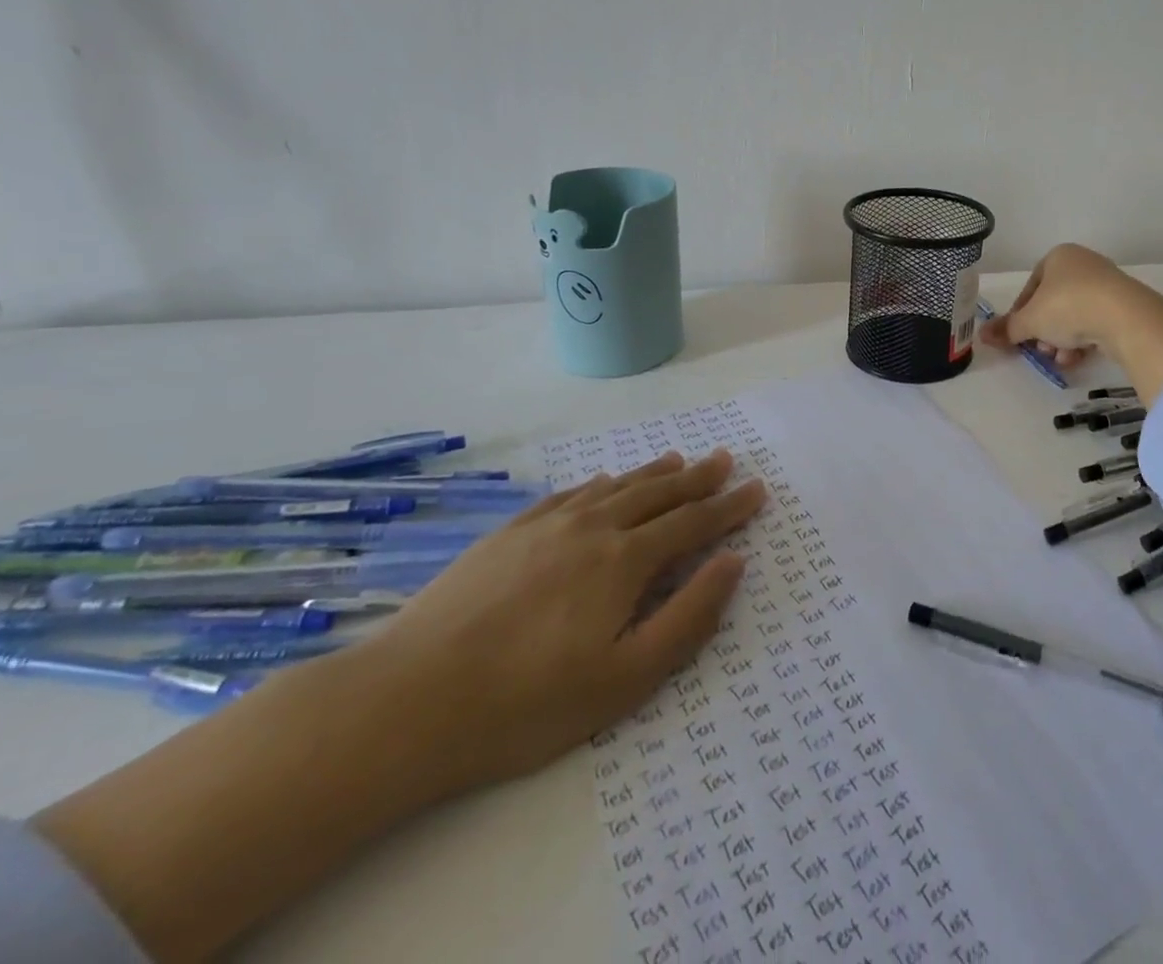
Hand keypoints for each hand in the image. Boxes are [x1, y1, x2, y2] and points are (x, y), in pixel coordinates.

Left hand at [375, 449, 765, 794]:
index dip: (729, 507)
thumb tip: (733, 563)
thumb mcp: (624, 679)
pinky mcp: (508, 533)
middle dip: (698, 478)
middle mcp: (593, 528)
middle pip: (658, 494)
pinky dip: (599, 483)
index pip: (692, 523)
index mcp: (625, 561)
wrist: (406, 701)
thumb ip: (687, 617)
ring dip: (653, 473)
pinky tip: (604, 482)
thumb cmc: (526, 703)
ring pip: (615, 487)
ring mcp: (546, 525)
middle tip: (725, 460)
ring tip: (678, 459)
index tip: (756, 489)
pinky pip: (570, 493)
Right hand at [982, 243, 1142, 366]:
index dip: (1021, 313)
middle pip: (1053, 303)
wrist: (1123, 316)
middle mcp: (1083, 264)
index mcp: (1058, 256)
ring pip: (1074, 315)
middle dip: (1044, 331)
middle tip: (1040, 350)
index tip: (1018, 334)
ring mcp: (1107, 284)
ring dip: (1062, 340)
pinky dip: (1084, 340)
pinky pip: (1095, 323)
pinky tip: (1078, 357)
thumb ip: (1007, 328)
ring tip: (1060, 358)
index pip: (1032, 286)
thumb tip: (982, 335)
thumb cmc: (1067, 307)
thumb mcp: (1030, 320)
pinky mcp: (1125, 305)